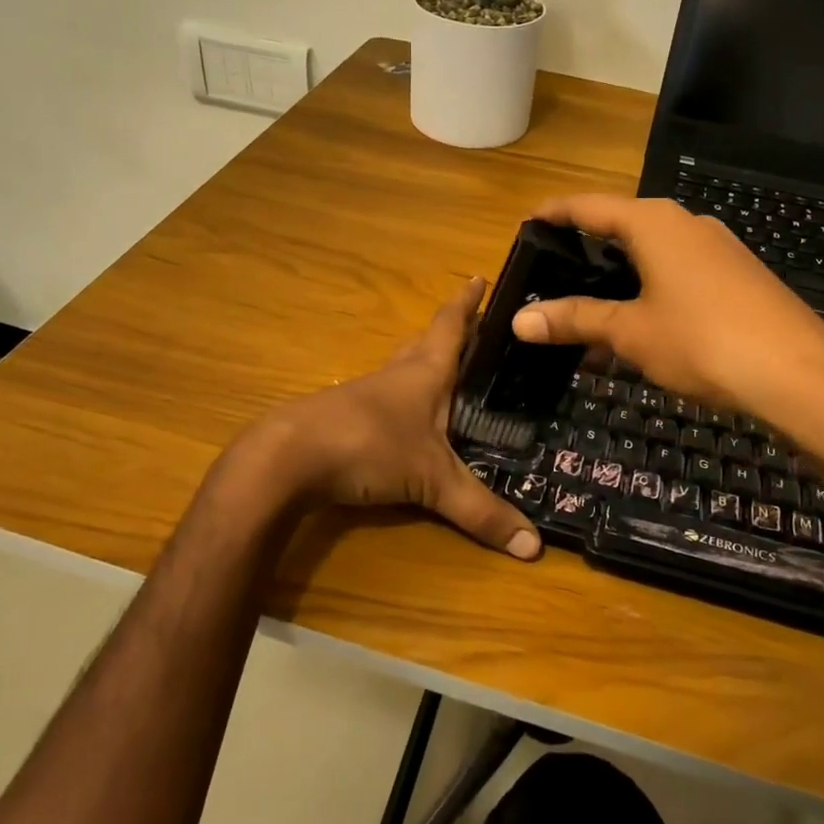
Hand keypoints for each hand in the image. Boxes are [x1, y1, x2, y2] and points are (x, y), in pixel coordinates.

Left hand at [237, 278, 541, 560]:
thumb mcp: (432, 481)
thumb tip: (535, 546)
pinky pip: (386, 397)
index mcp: (425, 372)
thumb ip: (481, 512)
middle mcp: (397, 374)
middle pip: (426, 341)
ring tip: (449, 369)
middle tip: (477, 327)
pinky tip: (408, 417)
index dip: (467, 303)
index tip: (480, 277)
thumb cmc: (370, 446)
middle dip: (451, 331)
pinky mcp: (346, 417)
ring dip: (425, 361)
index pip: (451, 325)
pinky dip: (404, 397)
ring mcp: (368, 394)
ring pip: (403, 367)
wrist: (288, 458)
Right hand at [509, 195, 823, 420]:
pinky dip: (650, 291)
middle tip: (552, 274)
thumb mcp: (630, 331)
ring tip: (590, 308)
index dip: (554, 214)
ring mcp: (718, 248)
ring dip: (619, 278)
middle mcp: (686, 223)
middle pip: (622, 226)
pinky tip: (643, 326)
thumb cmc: (703, 341)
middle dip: (586, 250)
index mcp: (653, 222)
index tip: (525, 225)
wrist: (800, 375)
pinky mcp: (739, 275)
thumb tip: (518, 320)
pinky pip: (680, 273)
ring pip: (653, 253)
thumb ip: (575, 319)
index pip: (588, 206)